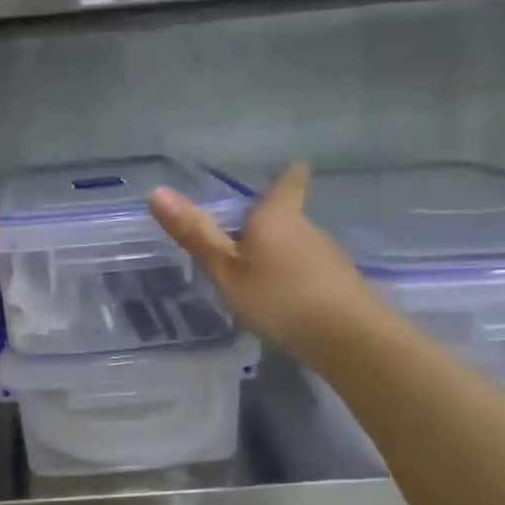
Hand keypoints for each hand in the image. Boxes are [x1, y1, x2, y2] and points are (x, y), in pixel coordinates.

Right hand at [149, 163, 372, 358]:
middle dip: (271, 224)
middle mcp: (307, 229)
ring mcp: (328, 258)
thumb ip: (195, 235)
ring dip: (282, 255)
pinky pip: (311, 273)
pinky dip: (296, 280)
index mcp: (278, 216)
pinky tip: (285, 302)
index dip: (288, 174)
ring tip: (260, 273)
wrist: (348, 339)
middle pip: (290, 217)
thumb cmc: (278, 296)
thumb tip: (157, 192)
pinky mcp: (340, 287)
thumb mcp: (226, 269)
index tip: (291, 166)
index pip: (289, 183)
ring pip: (300, 247)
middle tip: (245, 235)